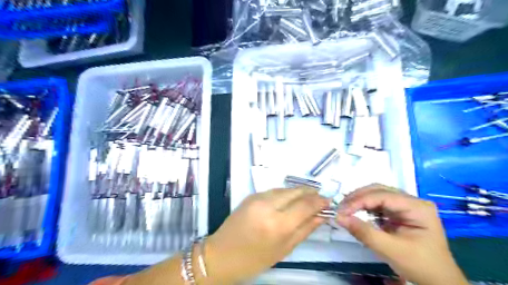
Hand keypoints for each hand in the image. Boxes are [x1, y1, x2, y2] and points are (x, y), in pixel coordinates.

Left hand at [204, 188, 328, 283]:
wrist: (222, 254)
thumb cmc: (255, 259)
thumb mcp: (284, 249)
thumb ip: (305, 229)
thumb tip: (322, 215)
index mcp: (278, 224)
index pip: (306, 205)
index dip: (320, 201)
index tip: (329, 201)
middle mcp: (268, 205)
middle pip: (296, 191)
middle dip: (311, 193)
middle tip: (320, 199)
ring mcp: (258, 197)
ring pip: (286, 188)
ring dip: (299, 192)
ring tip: (307, 199)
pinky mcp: (252, 195)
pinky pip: (275, 190)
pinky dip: (286, 193)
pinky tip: (290, 200)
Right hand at [336, 185, 465, 284]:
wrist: (438, 281)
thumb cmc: (420, 265)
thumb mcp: (391, 250)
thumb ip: (364, 233)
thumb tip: (339, 217)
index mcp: (418, 207)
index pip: (383, 196)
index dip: (359, 201)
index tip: (342, 211)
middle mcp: (412, 200)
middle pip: (378, 190)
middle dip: (357, 198)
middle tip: (341, 208)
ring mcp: (406, 205)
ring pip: (376, 194)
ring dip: (359, 201)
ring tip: (345, 210)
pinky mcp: (399, 211)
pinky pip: (377, 203)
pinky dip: (364, 207)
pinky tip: (355, 212)